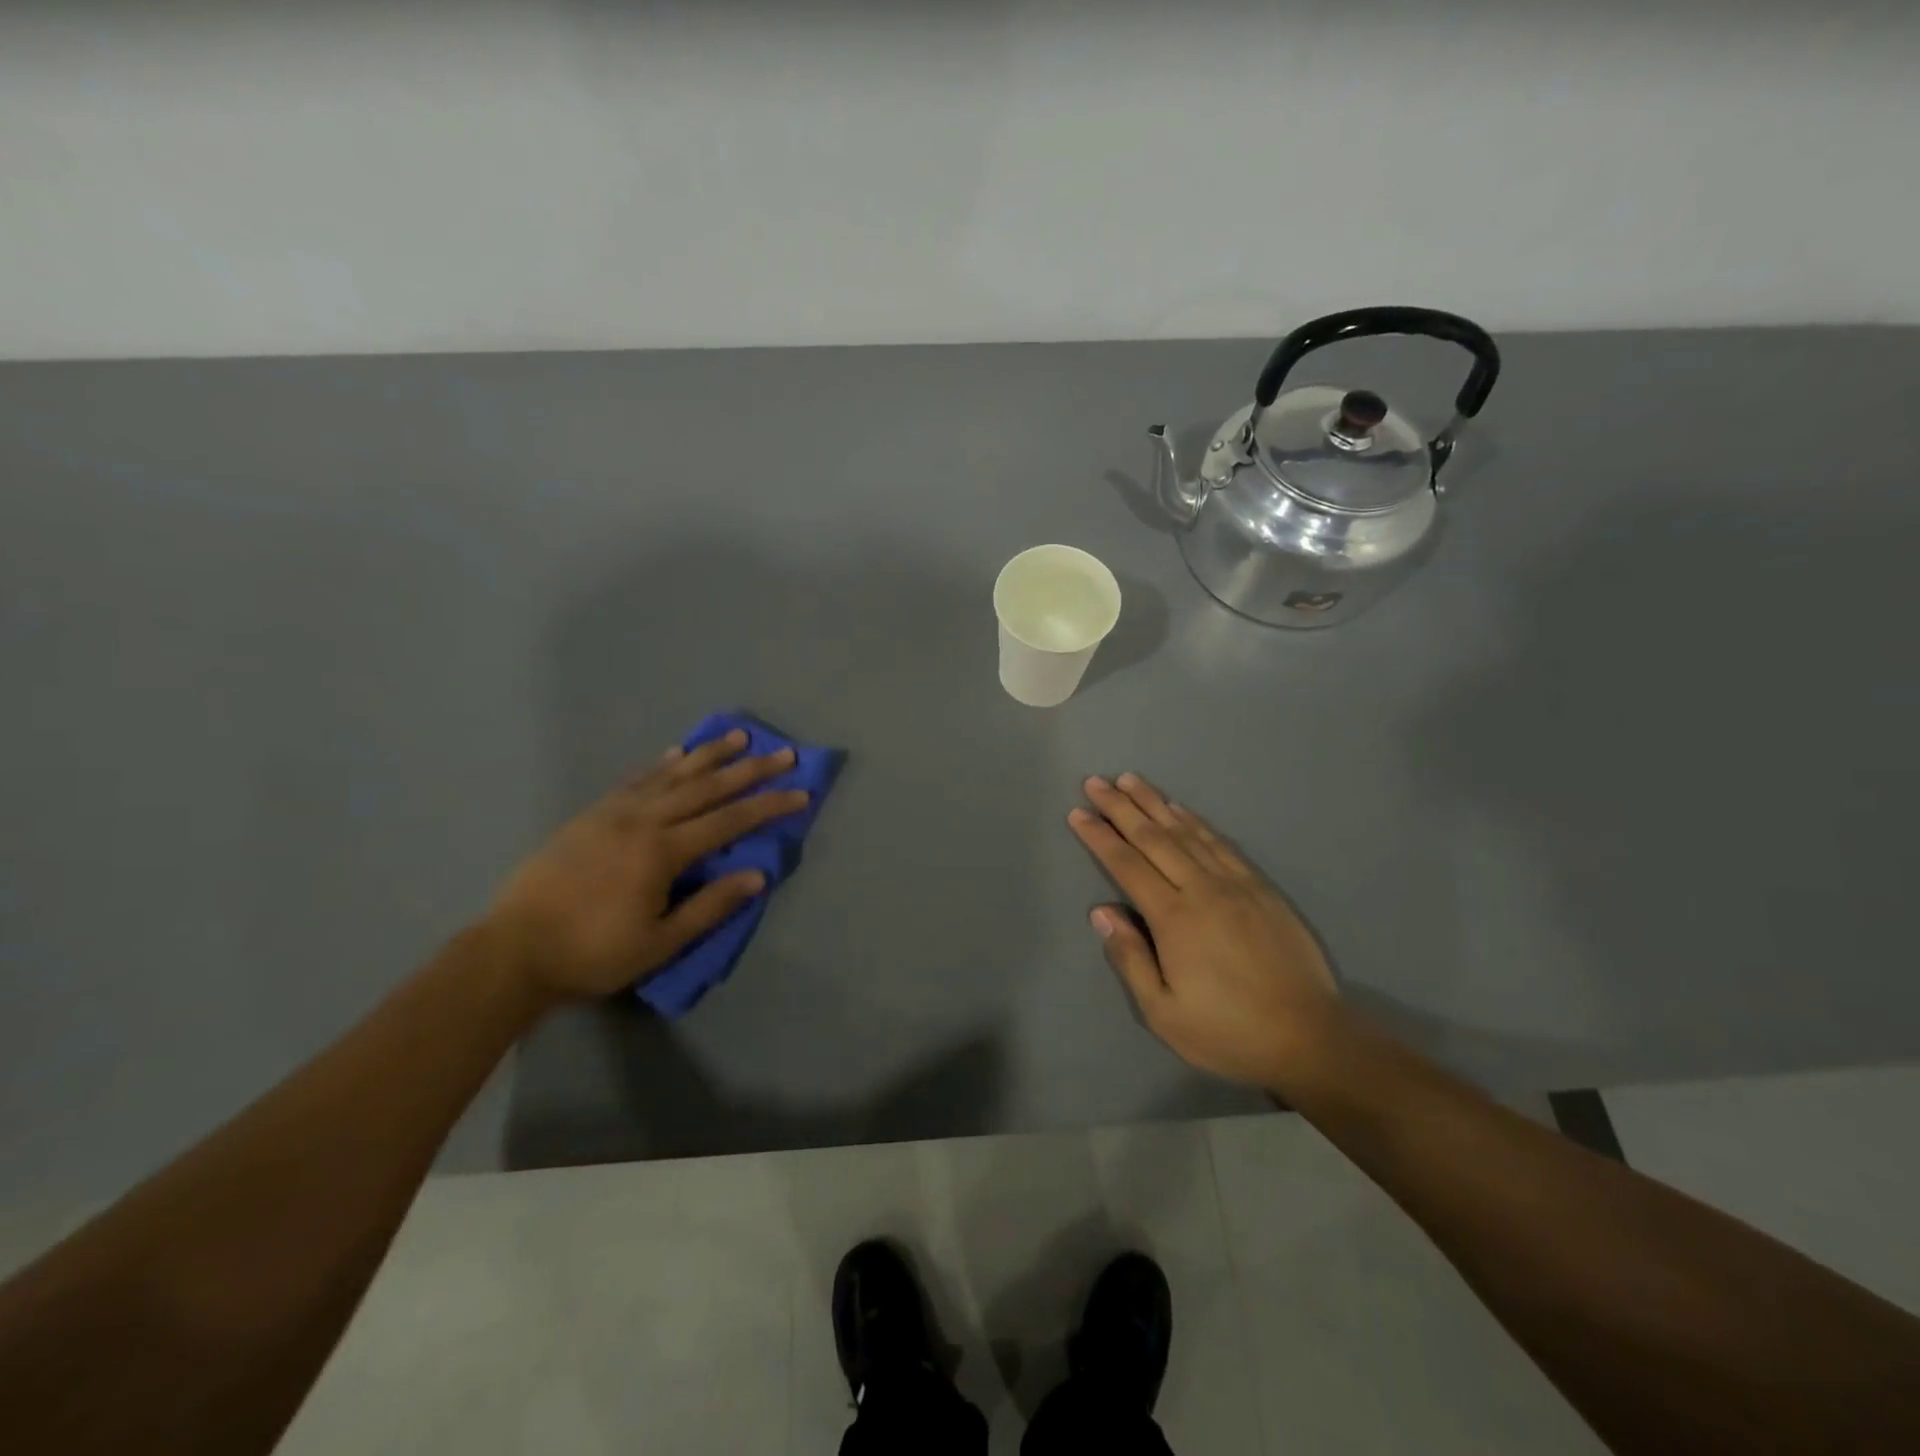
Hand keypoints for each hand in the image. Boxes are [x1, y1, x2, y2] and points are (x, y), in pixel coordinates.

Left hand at [488, 729, 808, 1001]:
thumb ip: (710, 906)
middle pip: (706, 788)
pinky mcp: (591, 815)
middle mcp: (642, 820)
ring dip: (708, 754)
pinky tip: (676, 755)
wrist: (513, 950)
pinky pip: (635, 780)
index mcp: (662, 852)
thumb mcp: (660, 942)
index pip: (729, 822)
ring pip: (671, 775)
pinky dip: (661, 765)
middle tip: (783, 753)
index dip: (768, 806)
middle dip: (749, 770)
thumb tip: (757, 875)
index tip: (801, 792)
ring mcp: (613, 813)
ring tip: (738, 736)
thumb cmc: (593, 953)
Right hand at [1069, 773, 1339, 1088]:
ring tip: (1131, 781)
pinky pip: (1220, 843)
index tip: (1078, 812)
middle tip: (1096, 782)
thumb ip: (1130, 958)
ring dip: (1155, 803)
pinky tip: (1181, 810)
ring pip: (1187, 832)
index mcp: (1174, 918)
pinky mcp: (1260, 887)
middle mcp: (1202, 889)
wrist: (1309, 1036)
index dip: (1100, 836)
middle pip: (1154, 837)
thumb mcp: (1163, 1012)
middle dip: (1121, 807)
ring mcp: (1235, 884)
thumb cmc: (1227, 1031)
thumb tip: (1101, 912)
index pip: (1127, 864)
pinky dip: (1195, 822)